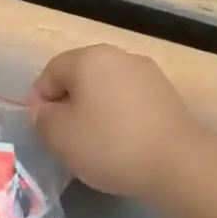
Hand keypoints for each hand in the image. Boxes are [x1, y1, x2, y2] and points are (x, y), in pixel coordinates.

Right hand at [29, 45, 198, 198]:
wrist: (177, 162)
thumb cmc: (109, 143)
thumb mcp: (60, 135)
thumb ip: (42, 118)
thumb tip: (45, 111)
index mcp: (89, 57)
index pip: (50, 72)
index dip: (39, 101)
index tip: (42, 131)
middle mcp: (119, 56)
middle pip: (80, 77)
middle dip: (69, 105)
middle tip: (66, 139)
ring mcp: (147, 74)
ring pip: (107, 90)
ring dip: (95, 112)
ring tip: (95, 146)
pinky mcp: (167, 95)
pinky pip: (130, 103)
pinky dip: (120, 119)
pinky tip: (122, 145)